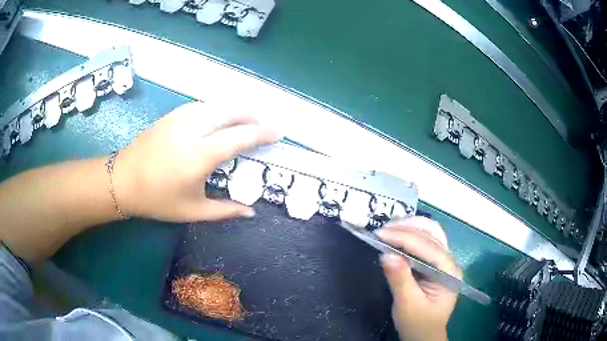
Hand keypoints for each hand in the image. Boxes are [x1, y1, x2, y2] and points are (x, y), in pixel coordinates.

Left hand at [112, 102, 278, 221]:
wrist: (123, 180)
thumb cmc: (157, 199)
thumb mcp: (192, 211)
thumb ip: (225, 210)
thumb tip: (251, 212)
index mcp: (200, 155)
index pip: (240, 137)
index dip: (262, 133)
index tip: (278, 132)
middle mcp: (193, 130)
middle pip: (231, 112)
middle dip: (253, 115)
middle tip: (265, 125)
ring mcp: (180, 118)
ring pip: (217, 105)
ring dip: (236, 110)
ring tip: (247, 120)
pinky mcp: (172, 115)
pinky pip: (202, 106)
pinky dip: (218, 110)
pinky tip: (220, 118)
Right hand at [376, 217, 460, 340]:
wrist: (424, 335)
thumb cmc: (418, 324)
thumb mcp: (407, 305)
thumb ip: (400, 280)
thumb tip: (386, 254)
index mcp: (449, 272)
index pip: (428, 247)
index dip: (404, 237)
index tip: (380, 234)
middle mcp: (450, 262)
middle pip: (431, 235)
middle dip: (406, 229)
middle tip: (381, 231)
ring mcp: (443, 261)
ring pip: (429, 234)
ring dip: (408, 228)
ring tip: (387, 230)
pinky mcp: (434, 264)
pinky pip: (424, 243)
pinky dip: (409, 236)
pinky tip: (396, 237)